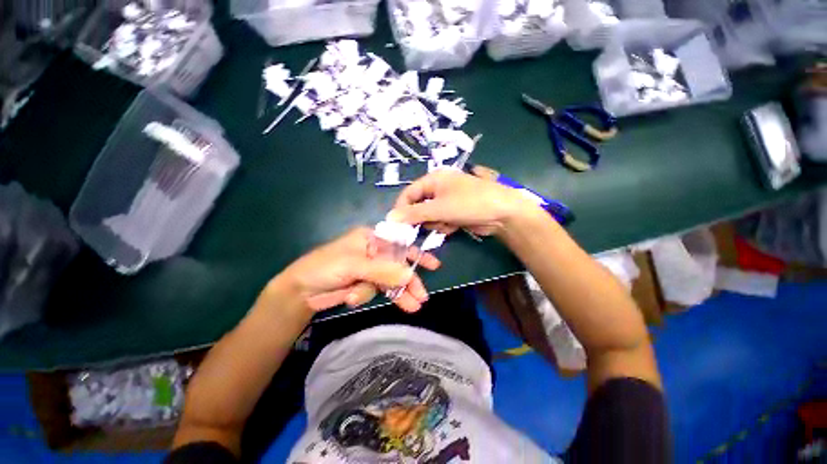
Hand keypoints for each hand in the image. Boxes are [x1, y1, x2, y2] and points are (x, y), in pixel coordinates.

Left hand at [275, 228, 440, 313]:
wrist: (299, 293)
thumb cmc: (324, 268)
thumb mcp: (353, 265)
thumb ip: (382, 271)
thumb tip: (409, 276)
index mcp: (371, 239)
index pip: (399, 245)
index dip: (416, 255)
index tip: (433, 265)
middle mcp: (373, 253)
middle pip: (397, 266)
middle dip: (409, 281)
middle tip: (422, 296)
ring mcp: (369, 270)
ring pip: (389, 281)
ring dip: (397, 294)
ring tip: (412, 307)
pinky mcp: (364, 285)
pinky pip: (377, 291)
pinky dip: (369, 296)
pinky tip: (353, 300)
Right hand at [388, 170, 541, 236]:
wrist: (502, 213)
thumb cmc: (469, 203)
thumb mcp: (439, 208)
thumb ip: (414, 213)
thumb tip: (389, 218)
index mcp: (433, 179)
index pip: (409, 193)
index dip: (402, 208)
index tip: (398, 225)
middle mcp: (438, 188)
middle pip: (418, 206)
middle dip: (423, 218)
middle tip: (428, 225)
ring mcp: (447, 201)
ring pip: (429, 216)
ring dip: (435, 223)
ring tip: (447, 223)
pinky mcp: (454, 212)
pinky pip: (440, 220)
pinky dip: (444, 226)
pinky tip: (454, 226)